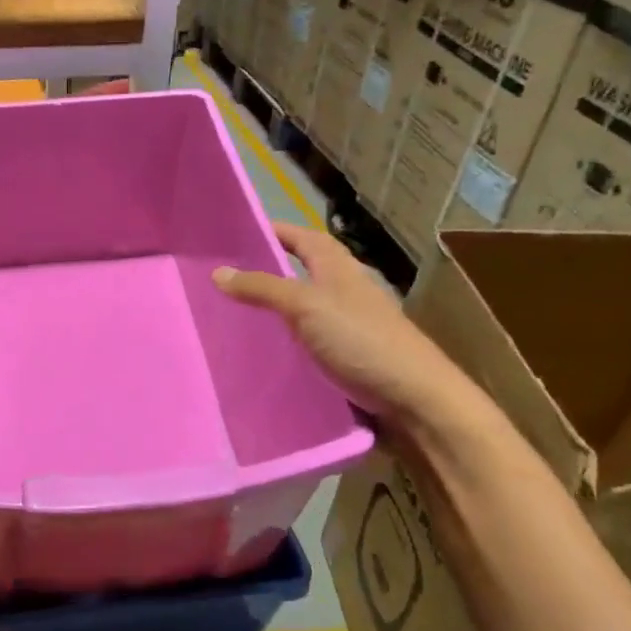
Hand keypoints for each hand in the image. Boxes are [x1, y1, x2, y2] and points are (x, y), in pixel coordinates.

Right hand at [212, 221, 473, 429]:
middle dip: (268, 270)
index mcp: (338, 267)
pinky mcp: (345, 357)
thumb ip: (262, 288)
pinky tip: (262, 352)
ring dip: (274, 307)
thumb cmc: (361, 339)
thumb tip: (218, 271)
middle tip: (224, 277)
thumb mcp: (306, 306)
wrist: (413, 399)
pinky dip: (284, 340)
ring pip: (302, 308)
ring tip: (231, 314)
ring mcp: (346, 325)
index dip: (274, 231)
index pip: (302, 237)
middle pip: (302, 271)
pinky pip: (306, 340)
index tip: (236, 235)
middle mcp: (343, 290)